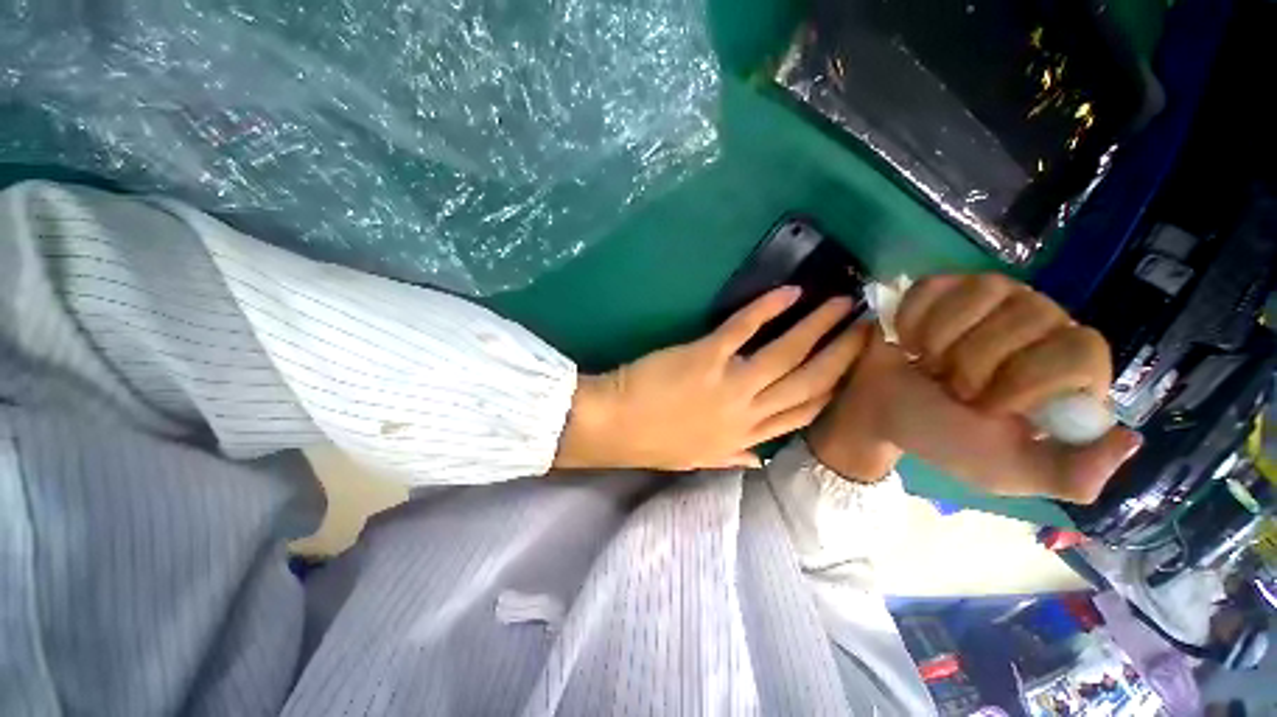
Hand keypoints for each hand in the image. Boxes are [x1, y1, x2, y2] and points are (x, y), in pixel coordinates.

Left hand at [554, 287, 866, 470]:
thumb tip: (759, 460)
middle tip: (866, 325)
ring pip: (785, 354)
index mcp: (746, 438)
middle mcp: (748, 412)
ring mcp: (729, 383)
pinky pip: (742, 329)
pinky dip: (766, 308)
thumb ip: (732, 458)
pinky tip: (788, 292)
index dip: (836, 387)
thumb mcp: (698, 459)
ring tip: (842, 302)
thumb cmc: (655, 442)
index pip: (805, 412)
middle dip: (842, 352)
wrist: (615, 426)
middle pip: (808, 381)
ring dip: (817, 325)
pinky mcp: (706, 356)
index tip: (855, 367)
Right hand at [808, 274, 1141, 502]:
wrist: (879, 410)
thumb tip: (1128, 438)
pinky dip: (912, 319)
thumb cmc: (940, 437)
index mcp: (1067, 373)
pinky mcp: (946, 286)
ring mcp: (993, 299)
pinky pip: (936, 286)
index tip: (988, 408)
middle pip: (1031, 315)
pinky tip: (908, 341)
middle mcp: (1042, 325)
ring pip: (983, 291)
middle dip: (973, 362)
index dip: (1028, 378)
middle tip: (951, 388)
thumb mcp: (1007, 470)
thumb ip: (1072, 473)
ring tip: (928, 363)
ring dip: (939, 339)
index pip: (1081, 349)